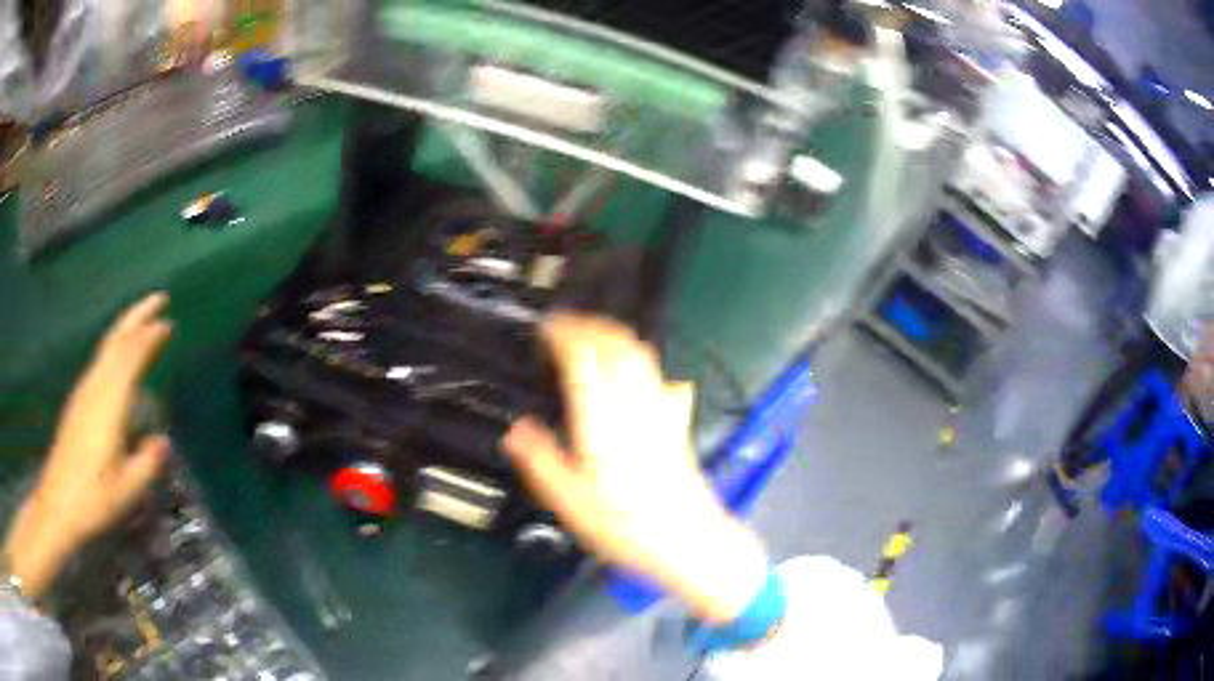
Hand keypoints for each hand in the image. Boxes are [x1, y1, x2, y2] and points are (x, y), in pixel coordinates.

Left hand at [4, 294, 171, 597]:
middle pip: (116, 340)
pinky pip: (100, 362)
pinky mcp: (78, 403)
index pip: (131, 356)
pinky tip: (118, 359)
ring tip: (142, 323)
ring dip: (126, 329)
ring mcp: (84, 393)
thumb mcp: (128, 490)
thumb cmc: (93, 498)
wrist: (58, 504)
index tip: (169, 322)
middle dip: (138, 316)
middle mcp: (95, 388)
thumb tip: (162, 441)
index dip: (150, 336)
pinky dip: (114, 349)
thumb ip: (148, 463)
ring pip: (106, 348)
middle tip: (159, 298)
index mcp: (109, 403)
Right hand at [504, 314, 768, 623]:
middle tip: (566, 325)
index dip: (564, 334)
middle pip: (616, 344)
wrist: (687, 539)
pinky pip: (658, 373)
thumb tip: (516, 430)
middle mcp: (633, 404)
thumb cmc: (625, 525)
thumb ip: (540, 460)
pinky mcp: (676, 421)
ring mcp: (660, 409)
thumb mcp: (569, 501)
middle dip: (589, 325)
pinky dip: (640, 358)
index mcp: (601, 419)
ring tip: (594, 335)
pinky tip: (634, 369)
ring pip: (641, 353)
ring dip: (615, 335)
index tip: (547, 328)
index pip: (583, 356)